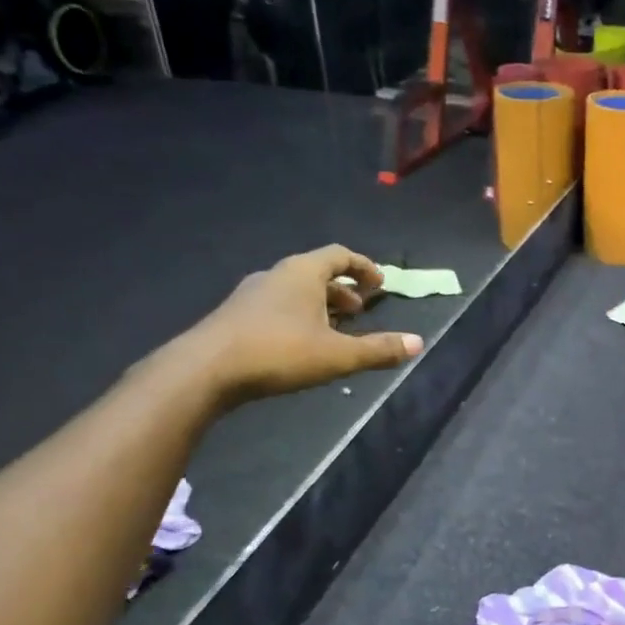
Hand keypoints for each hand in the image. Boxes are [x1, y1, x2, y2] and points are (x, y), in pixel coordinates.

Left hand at [188, 246, 421, 401]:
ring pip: (296, 291)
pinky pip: (278, 306)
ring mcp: (252, 293)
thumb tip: (419, 343)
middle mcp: (277, 274)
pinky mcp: (236, 315)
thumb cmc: (279, 352)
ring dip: (320, 305)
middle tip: (361, 310)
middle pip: (317, 272)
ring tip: (335, 330)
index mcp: (303, 272)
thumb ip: (378, 349)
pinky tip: (301, 344)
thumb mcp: (337, 355)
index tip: (380, 284)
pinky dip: (299, 316)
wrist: (205, 369)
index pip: (340, 255)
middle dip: (343, 290)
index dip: (364, 267)